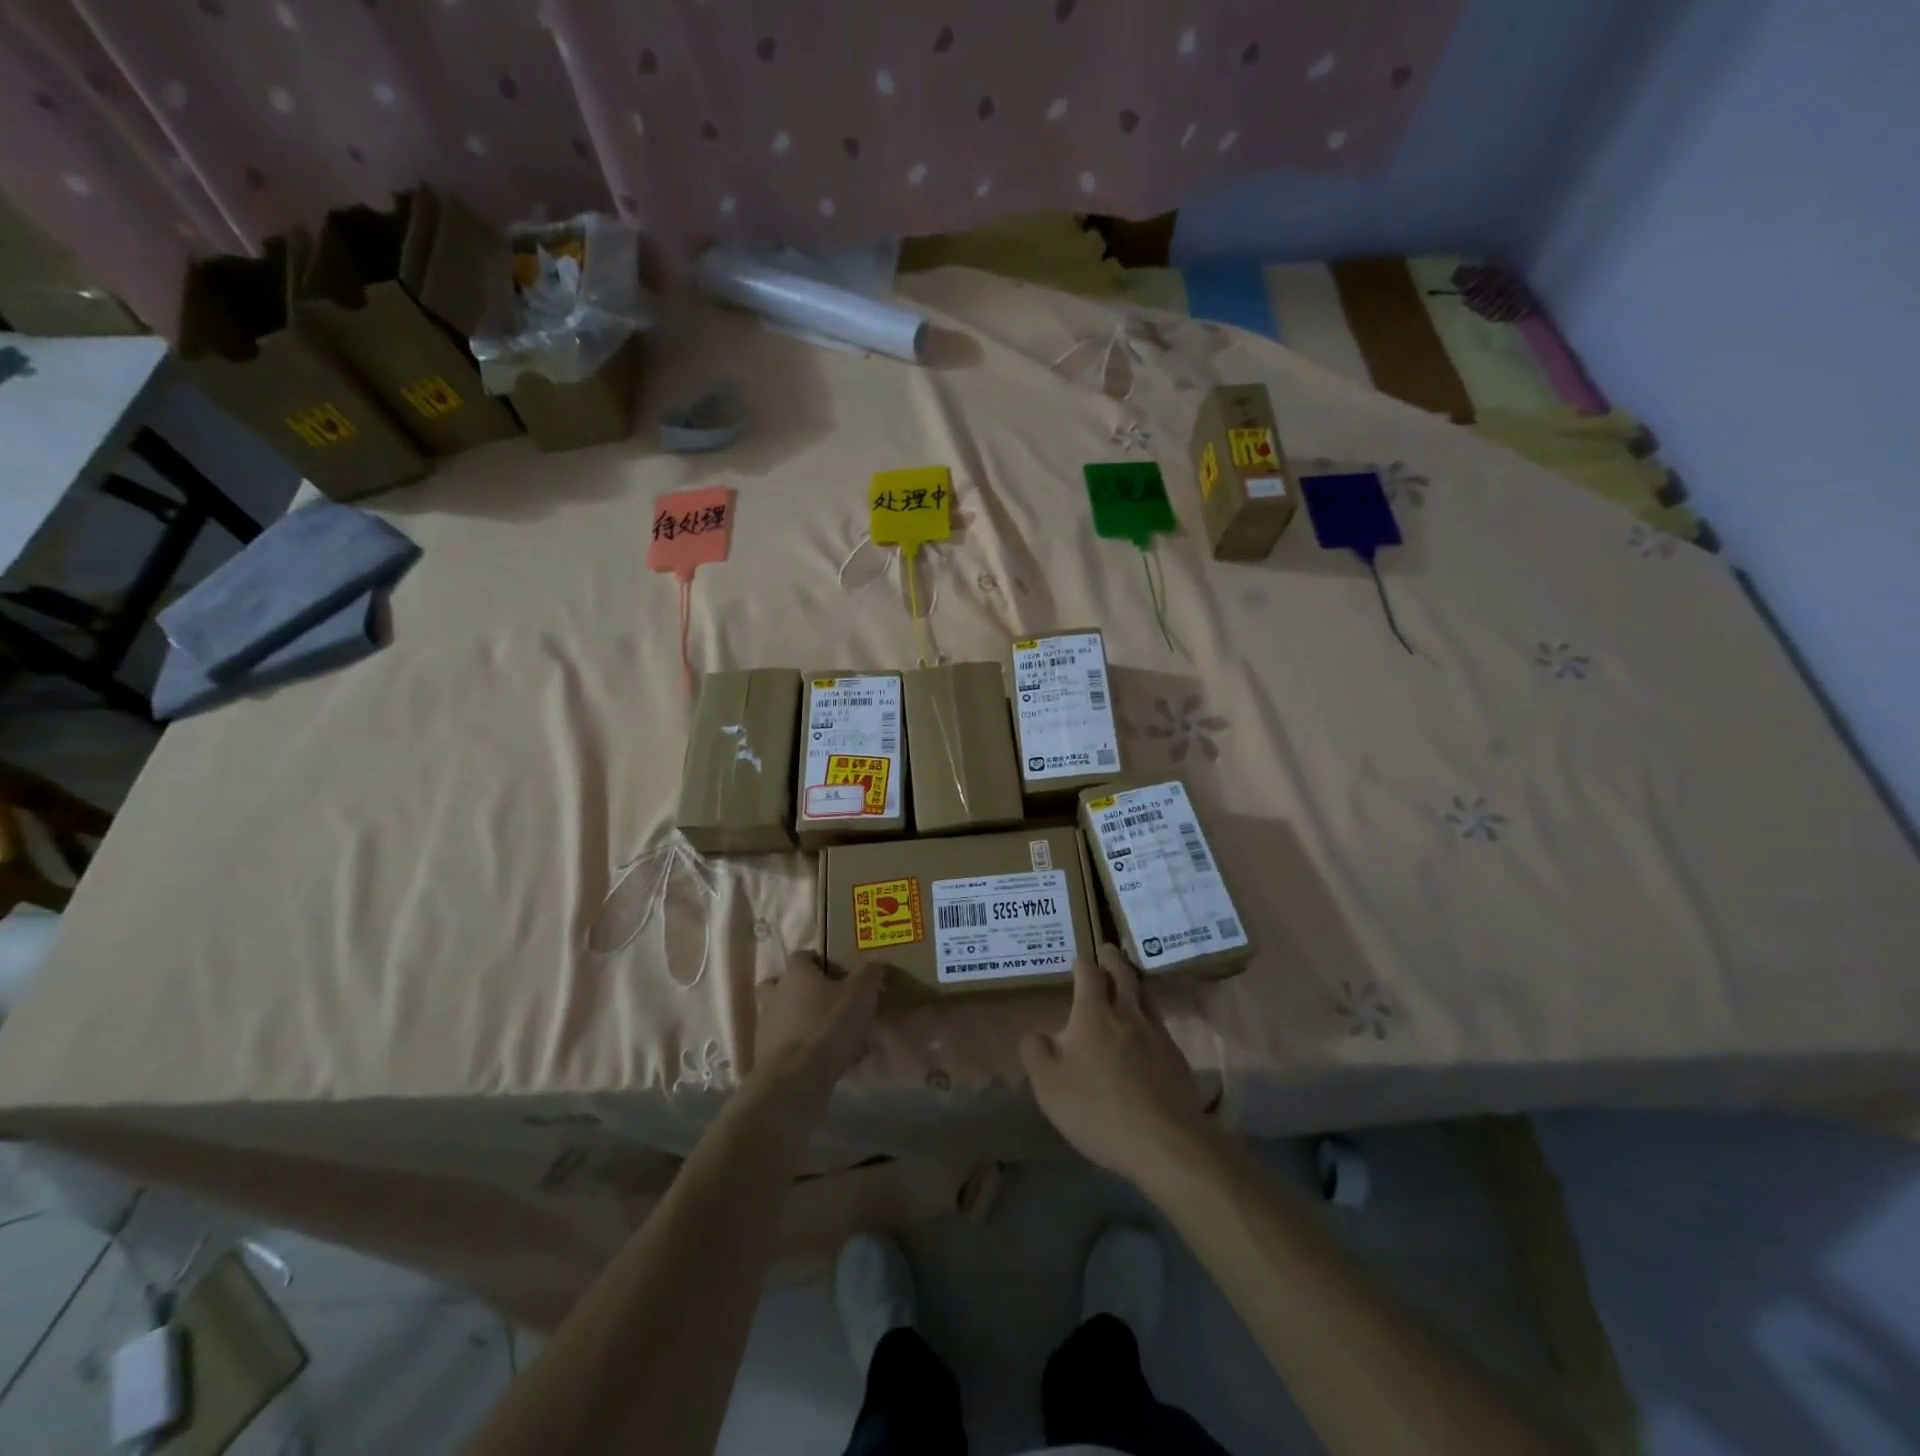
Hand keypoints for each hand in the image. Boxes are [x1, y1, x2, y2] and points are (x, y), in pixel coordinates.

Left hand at [748, 953, 882, 1102]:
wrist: (796, 1079)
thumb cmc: (828, 1026)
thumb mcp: (861, 994)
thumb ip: (869, 974)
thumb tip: (875, 964)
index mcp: (795, 974)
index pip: (801, 956)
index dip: (817, 961)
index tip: (835, 972)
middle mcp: (775, 995)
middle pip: (781, 985)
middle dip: (800, 990)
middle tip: (825, 1000)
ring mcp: (766, 1027)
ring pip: (783, 1017)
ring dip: (801, 1022)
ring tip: (831, 1037)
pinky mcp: (765, 1057)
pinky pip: (787, 1047)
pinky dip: (803, 1051)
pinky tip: (826, 1062)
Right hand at [1021, 944, 1213, 1184]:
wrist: (1164, 1142)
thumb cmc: (1097, 1109)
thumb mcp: (1048, 1086)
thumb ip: (1036, 1052)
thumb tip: (1035, 1032)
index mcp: (1093, 1014)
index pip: (1089, 974)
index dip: (1083, 964)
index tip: (1079, 959)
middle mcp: (1127, 1013)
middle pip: (1122, 975)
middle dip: (1113, 960)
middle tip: (1108, 949)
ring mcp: (1156, 1033)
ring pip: (1145, 996)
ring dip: (1134, 982)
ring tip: (1128, 979)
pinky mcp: (1176, 1057)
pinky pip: (1159, 1023)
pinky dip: (1149, 1014)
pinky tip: (1146, 1028)